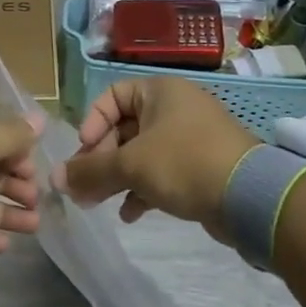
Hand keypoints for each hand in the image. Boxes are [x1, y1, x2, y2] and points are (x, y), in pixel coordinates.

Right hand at [56, 77, 255, 241]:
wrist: (250, 196)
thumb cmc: (184, 163)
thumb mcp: (130, 165)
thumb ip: (90, 170)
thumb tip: (55, 179)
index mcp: (160, 91)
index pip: (112, 96)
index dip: (92, 122)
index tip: (85, 151)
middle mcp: (175, 108)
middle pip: (124, 128)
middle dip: (100, 159)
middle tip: (84, 187)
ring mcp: (191, 138)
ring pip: (141, 153)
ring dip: (117, 178)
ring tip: (97, 204)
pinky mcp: (201, 167)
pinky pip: (162, 172)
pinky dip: (142, 189)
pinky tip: (130, 214)